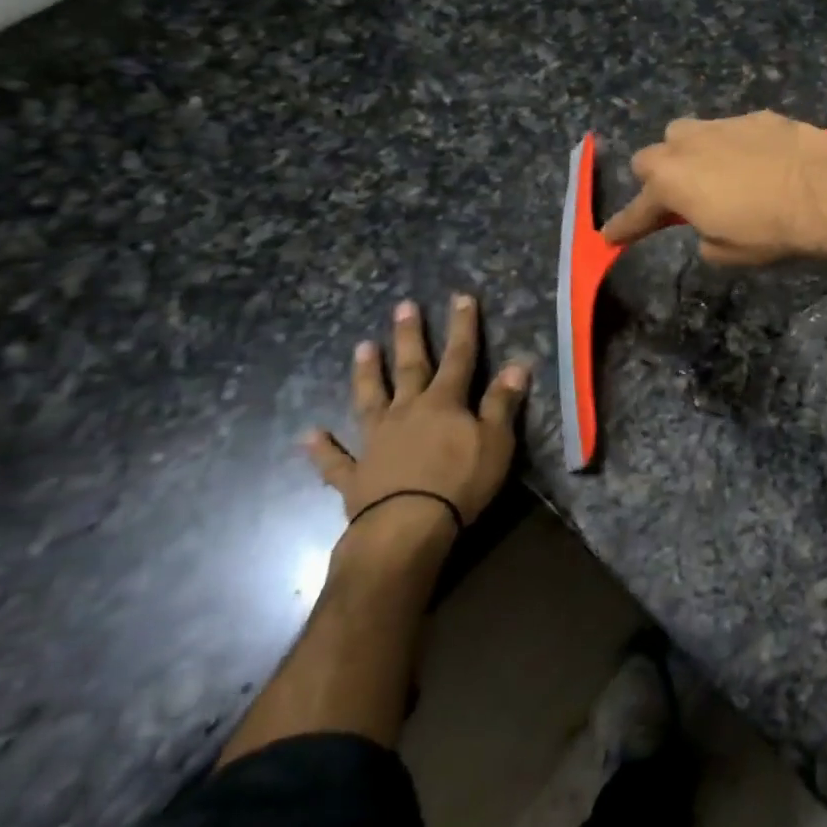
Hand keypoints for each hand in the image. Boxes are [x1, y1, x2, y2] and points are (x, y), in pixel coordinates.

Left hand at [305, 294, 529, 541]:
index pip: (458, 357)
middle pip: (409, 367)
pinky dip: (323, 448)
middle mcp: (406, 412)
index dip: (462, 327)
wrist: (406, 528)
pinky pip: (336, 460)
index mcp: (444, 403)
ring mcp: (376, 442)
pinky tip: (309, 435)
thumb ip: (502, 403)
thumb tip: (516, 364)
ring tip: (361, 348)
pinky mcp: (355, 476)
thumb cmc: (460, 482)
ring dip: (366, 374)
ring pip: (369, 400)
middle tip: (403, 306)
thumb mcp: (496, 441)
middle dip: (409, 336)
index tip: (461, 297)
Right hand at [601, 112, 826, 265]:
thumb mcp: (726, 253)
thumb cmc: (768, 231)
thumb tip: (707, 226)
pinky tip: (760, 162)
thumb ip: (703, 236)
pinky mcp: (758, 116)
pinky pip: (733, 129)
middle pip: (651, 156)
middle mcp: (688, 145)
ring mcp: (723, 124)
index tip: (611, 237)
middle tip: (679, 197)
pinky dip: (737, 146)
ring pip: (689, 132)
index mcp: (672, 182)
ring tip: (716, 172)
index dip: (624, 226)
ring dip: (692, 153)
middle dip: (658, 177)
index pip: (638, 210)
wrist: (824, 195)